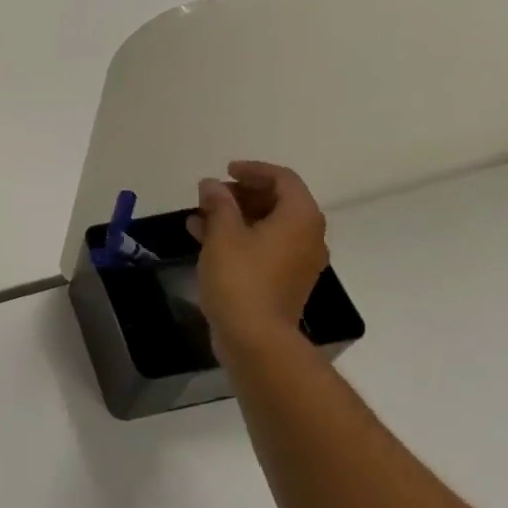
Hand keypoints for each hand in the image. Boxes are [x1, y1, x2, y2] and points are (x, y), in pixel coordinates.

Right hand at [186, 160, 328, 358]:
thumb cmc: (240, 279)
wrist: (255, 338)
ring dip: (236, 217)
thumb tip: (212, 184)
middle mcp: (308, 235)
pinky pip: (265, 248)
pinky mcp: (285, 281)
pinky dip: (240, 238)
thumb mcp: (223, 234)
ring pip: (269, 226)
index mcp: (300, 217)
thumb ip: (218, 203)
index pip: (283, 179)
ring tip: (200, 217)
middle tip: (211, 195)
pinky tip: (206, 241)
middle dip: (242, 194)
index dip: (253, 170)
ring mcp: (299, 261)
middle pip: (278, 201)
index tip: (225, 171)